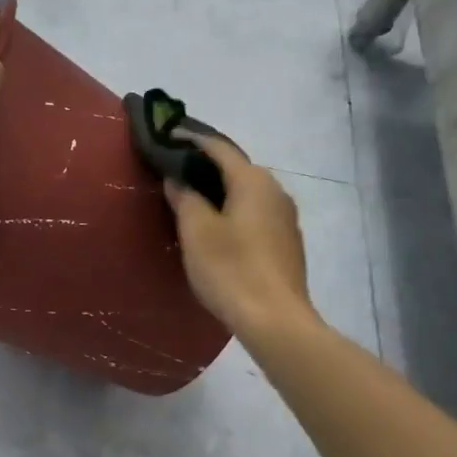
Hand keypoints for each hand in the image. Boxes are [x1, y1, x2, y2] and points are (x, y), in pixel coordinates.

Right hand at [164, 133, 316, 335]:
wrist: (275, 319)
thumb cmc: (231, 269)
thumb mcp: (196, 231)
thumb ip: (185, 198)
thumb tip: (177, 178)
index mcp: (253, 180)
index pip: (219, 148)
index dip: (192, 140)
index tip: (168, 136)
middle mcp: (275, 190)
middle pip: (237, 168)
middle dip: (207, 166)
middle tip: (177, 170)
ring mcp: (286, 217)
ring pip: (248, 192)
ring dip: (222, 190)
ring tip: (194, 198)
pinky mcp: (288, 241)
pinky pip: (257, 213)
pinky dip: (235, 210)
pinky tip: (220, 226)